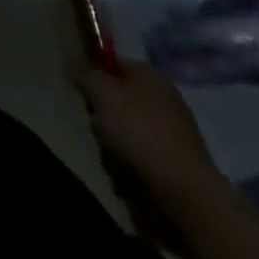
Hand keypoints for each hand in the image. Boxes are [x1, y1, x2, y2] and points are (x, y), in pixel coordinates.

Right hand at [76, 61, 227, 209]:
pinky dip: (131, 168)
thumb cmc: (141, 133)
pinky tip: (127, 181)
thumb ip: (85, 74)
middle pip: (119, 101)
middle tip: (98, 132)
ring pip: (127, 132)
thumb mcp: (103, 94)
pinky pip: (141, 158)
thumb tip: (72, 63)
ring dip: (114, 146)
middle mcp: (163, 98)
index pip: (113, 64)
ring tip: (112, 162)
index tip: (83, 97)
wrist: (186, 194)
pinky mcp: (176, 165)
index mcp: (149, 75)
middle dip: (103, 118)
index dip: (95, 77)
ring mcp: (172, 133)